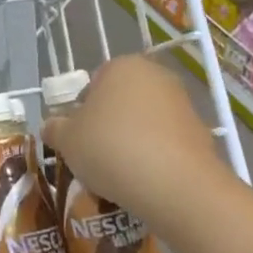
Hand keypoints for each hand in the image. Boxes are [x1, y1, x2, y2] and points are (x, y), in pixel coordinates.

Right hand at [41, 55, 232, 236]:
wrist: (175, 185)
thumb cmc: (111, 148)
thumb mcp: (67, 140)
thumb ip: (55, 128)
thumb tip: (51, 127)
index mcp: (122, 66)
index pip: (94, 83)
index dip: (82, 111)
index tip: (78, 137)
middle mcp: (156, 76)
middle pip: (122, 100)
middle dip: (109, 124)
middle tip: (95, 154)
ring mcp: (183, 104)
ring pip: (145, 122)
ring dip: (132, 140)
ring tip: (119, 173)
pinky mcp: (201, 133)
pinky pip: (166, 142)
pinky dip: (155, 156)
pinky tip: (145, 180)